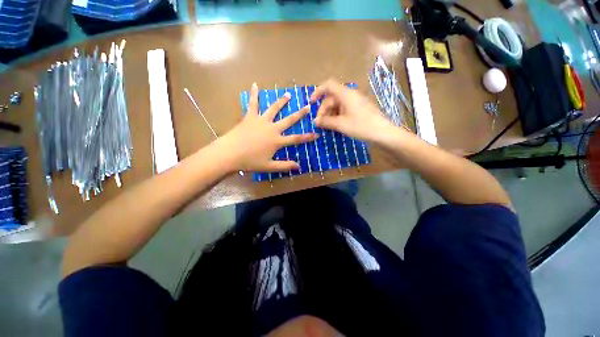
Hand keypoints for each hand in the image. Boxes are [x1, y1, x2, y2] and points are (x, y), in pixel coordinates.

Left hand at [216, 83, 317, 172]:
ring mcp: (261, 121)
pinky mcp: (250, 117)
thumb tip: (298, 166)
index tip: (317, 134)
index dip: (307, 137)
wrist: (230, 153)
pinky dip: (254, 94)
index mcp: (277, 141)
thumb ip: (285, 166)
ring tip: (289, 95)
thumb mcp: (269, 166)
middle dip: (300, 114)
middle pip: (289, 120)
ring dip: (282, 101)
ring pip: (274, 109)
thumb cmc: (250, 161)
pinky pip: (253, 104)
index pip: (296, 138)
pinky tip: (254, 85)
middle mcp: (272, 128)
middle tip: (308, 107)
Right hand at [311, 79, 392, 141]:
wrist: (383, 133)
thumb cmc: (361, 126)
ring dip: (329, 114)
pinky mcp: (358, 109)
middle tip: (320, 123)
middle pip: (331, 97)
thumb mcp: (341, 124)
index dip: (318, 92)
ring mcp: (355, 102)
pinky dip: (337, 115)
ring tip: (327, 126)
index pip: (328, 85)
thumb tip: (315, 121)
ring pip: (337, 104)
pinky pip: (344, 109)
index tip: (311, 103)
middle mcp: (350, 95)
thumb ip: (326, 122)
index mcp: (346, 94)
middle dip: (323, 109)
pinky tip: (335, 125)